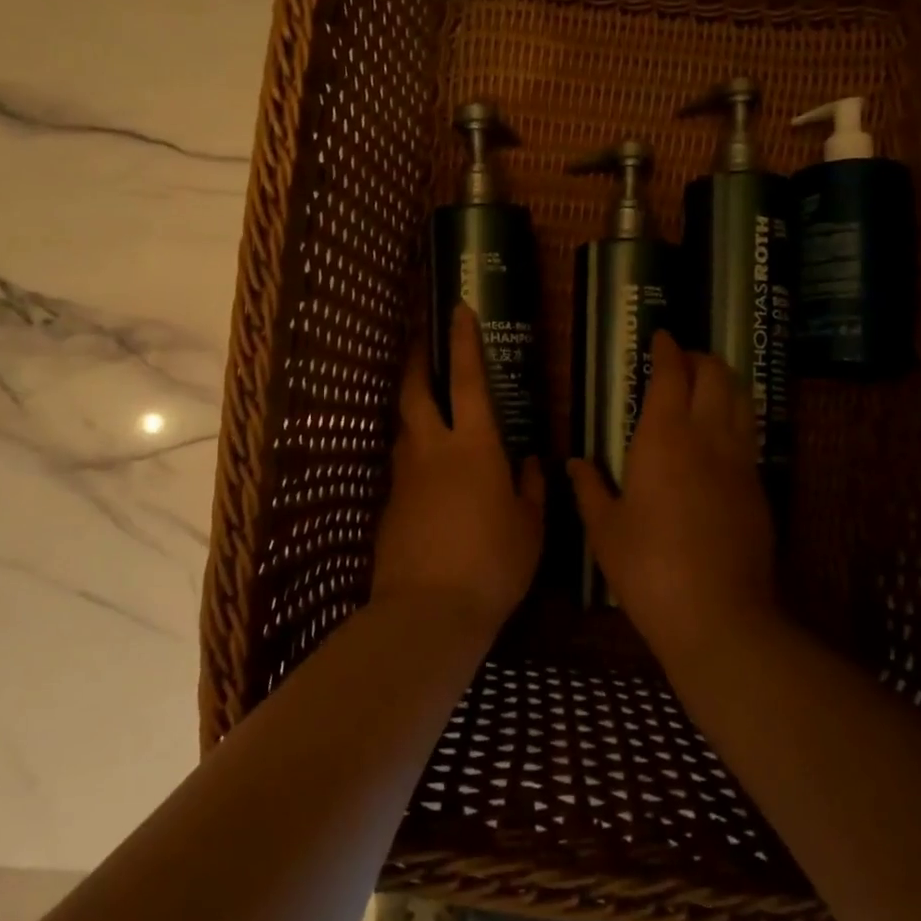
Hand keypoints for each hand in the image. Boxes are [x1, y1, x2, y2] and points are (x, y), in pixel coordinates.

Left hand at [373, 305, 544, 638]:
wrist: (427, 611)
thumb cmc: (492, 564)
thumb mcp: (529, 527)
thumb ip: (530, 488)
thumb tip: (530, 461)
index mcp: (475, 446)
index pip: (468, 379)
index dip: (463, 341)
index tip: (458, 309)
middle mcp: (433, 449)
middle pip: (416, 391)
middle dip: (417, 359)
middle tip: (419, 339)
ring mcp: (405, 476)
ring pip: (404, 427)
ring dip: (412, 406)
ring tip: (426, 404)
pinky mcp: (389, 504)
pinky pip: (403, 465)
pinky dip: (413, 454)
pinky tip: (427, 472)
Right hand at [567, 329, 780, 669]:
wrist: (718, 615)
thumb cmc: (648, 569)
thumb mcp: (605, 530)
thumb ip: (590, 489)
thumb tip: (575, 463)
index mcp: (664, 439)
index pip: (672, 375)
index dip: (668, 350)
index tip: (661, 336)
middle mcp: (708, 438)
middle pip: (717, 376)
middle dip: (700, 357)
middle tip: (681, 359)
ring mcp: (739, 462)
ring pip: (741, 401)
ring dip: (724, 382)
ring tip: (705, 385)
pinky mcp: (757, 488)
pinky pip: (747, 434)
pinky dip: (734, 417)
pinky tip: (718, 436)